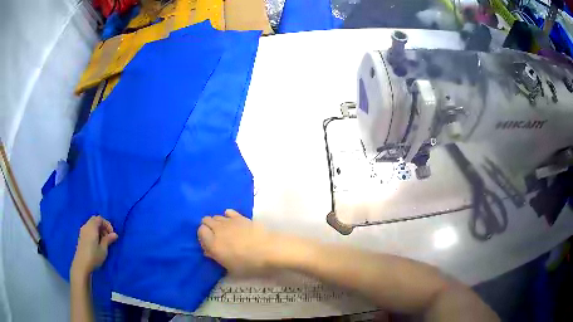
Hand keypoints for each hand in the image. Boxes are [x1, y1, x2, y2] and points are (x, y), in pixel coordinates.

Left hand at [71, 216, 117, 277]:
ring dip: (98, 230)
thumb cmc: (94, 256)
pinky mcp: (81, 237)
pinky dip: (94, 233)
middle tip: (108, 237)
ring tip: (103, 241)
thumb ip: (108, 240)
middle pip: (95, 220)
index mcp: (92, 227)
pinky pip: (88, 230)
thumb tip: (115, 234)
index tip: (112, 234)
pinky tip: (97, 243)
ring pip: (91, 225)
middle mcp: (86, 226)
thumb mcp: (103, 249)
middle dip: (103, 226)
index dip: (107, 224)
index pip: (100, 219)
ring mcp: (82, 231)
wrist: (81, 265)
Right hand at [198, 210, 276, 275]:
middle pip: (206, 220)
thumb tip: (207, 251)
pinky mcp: (240, 216)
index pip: (200, 231)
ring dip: (217, 222)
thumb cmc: (248, 263)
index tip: (208, 243)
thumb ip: (216, 257)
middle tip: (215, 236)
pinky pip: (228, 212)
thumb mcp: (229, 266)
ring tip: (224, 230)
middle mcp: (217, 229)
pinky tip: (232, 222)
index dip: (203, 236)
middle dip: (208, 226)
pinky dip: (227, 216)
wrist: (268, 250)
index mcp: (213, 243)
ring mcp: (229, 221)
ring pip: (216, 216)